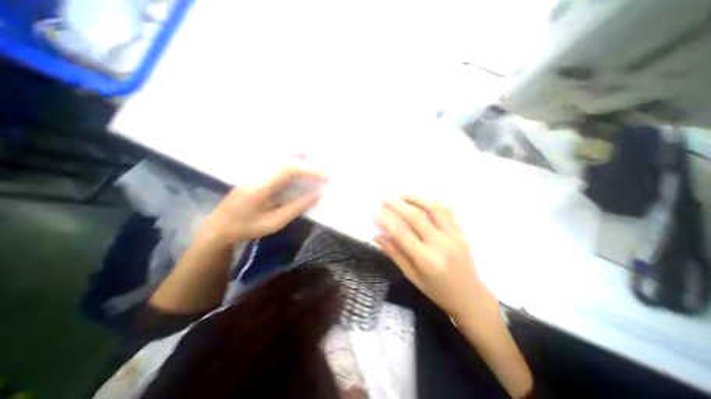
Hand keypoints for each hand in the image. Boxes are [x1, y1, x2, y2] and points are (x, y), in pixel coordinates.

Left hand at [197, 164, 323, 243]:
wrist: (218, 227)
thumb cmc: (245, 228)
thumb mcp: (274, 222)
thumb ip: (296, 207)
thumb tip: (317, 195)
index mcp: (260, 186)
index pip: (288, 169)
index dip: (309, 170)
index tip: (325, 176)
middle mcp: (259, 174)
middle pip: (287, 161)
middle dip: (309, 166)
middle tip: (326, 175)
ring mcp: (257, 172)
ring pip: (283, 161)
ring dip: (302, 163)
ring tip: (318, 171)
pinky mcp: (258, 175)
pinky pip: (279, 166)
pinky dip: (294, 166)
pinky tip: (302, 170)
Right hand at [373, 197, 495, 320]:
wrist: (470, 296)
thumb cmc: (437, 291)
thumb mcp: (412, 276)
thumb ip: (394, 254)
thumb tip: (377, 236)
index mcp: (427, 260)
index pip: (401, 234)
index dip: (386, 221)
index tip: (374, 214)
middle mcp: (441, 244)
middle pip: (416, 216)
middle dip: (397, 205)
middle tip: (384, 200)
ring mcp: (453, 236)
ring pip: (433, 207)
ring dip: (415, 198)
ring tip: (401, 195)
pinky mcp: (461, 232)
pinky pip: (447, 210)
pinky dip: (432, 202)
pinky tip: (421, 200)